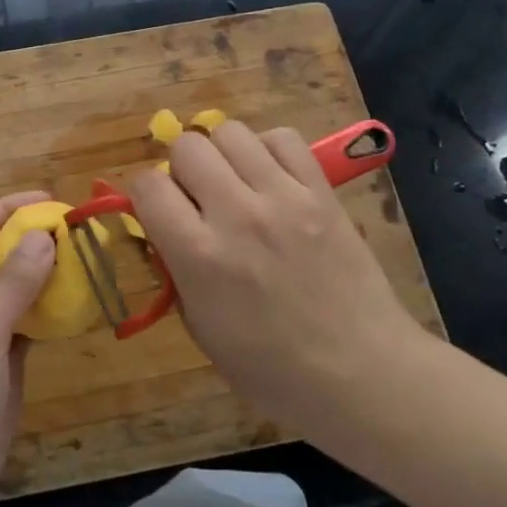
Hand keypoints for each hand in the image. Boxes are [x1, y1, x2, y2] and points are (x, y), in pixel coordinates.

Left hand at [0, 191, 55, 506]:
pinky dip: (50, 315)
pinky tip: (80, 310)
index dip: (7, 209)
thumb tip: (45, 234)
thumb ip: (13, 284)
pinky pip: (26, 328)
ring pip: (16, 292)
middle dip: (35, 240)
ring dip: (48, 277)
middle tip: (83, 234)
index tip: (52, 202)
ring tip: (91, 264)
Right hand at [130, 121, 423, 445]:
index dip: (146, 194)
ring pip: (231, 132)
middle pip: (187, 147)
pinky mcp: (321, 191)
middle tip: (199, 196)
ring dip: (223, 154)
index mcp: (199, 255)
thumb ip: (176, 269)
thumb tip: (163, 227)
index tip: (159, 210)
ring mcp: (283, 197)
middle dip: (182, 168)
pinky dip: (269, 149)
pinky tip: (273, 177)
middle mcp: (236, 215)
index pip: (148, 185)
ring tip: (237, 182)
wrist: (361, 374)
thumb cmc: (272, 369)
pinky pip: (283, 138)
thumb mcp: (201, 328)